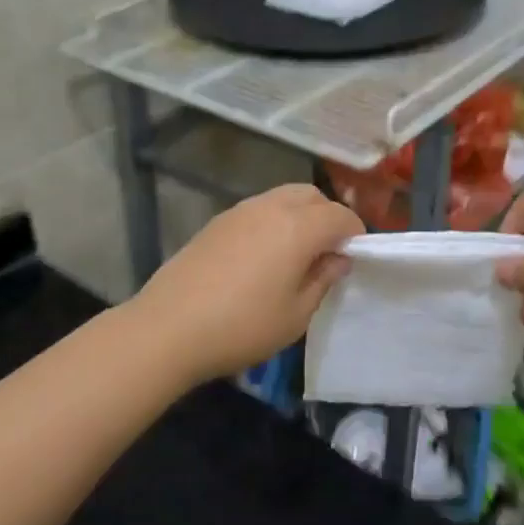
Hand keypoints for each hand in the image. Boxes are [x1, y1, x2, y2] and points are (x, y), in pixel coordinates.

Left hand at [131, 184, 364, 384]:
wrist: (168, 328)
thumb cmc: (242, 326)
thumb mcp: (296, 315)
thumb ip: (322, 279)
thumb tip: (337, 258)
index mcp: (298, 227)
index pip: (341, 216)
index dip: (355, 234)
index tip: (355, 258)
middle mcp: (270, 207)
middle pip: (311, 196)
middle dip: (327, 216)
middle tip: (327, 252)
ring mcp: (239, 211)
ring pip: (282, 198)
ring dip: (299, 216)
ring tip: (295, 255)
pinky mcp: (216, 222)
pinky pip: (257, 210)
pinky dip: (272, 222)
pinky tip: (262, 257)